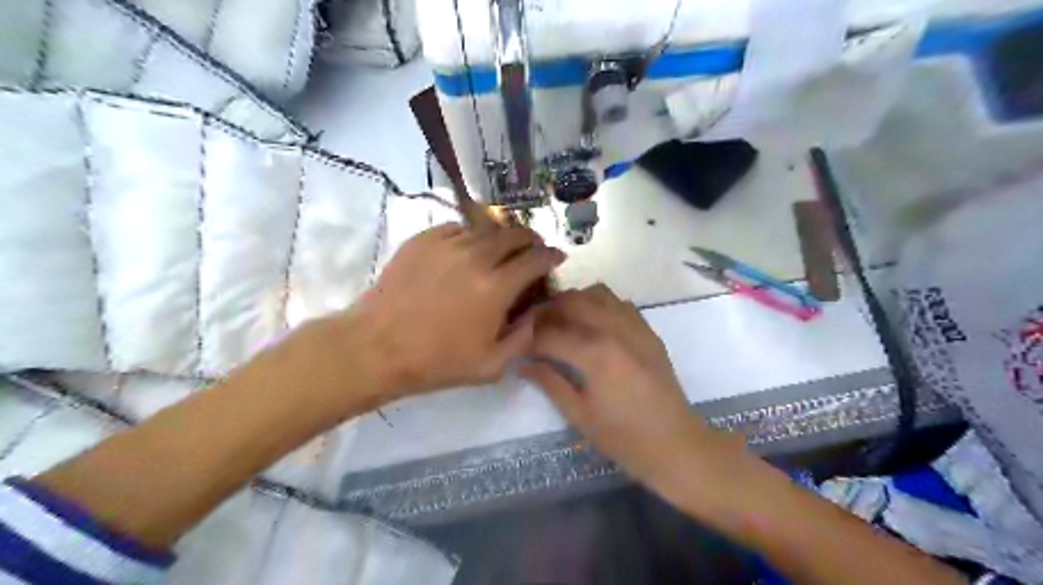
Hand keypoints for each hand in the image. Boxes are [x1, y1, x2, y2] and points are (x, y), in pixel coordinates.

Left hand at [347, 223, 563, 397]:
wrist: (376, 347)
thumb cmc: (436, 361)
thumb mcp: (492, 365)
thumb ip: (525, 337)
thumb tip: (538, 311)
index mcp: (496, 286)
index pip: (536, 258)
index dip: (552, 256)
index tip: (556, 258)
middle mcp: (476, 256)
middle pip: (515, 233)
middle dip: (531, 240)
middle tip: (530, 252)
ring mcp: (447, 243)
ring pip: (487, 228)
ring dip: (501, 238)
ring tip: (499, 252)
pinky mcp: (423, 239)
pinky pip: (457, 228)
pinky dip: (470, 237)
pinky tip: (466, 252)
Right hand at [516, 283, 734, 496]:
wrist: (675, 444)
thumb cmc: (623, 437)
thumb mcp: (579, 415)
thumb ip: (549, 382)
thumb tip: (522, 363)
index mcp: (594, 354)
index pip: (549, 333)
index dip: (528, 338)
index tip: (516, 344)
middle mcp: (614, 329)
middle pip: (571, 301)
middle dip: (547, 311)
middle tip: (535, 329)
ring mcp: (635, 326)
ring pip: (597, 293)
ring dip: (574, 301)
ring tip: (562, 321)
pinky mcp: (648, 330)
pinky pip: (620, 302)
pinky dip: (600, 304)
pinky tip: (592, 324)